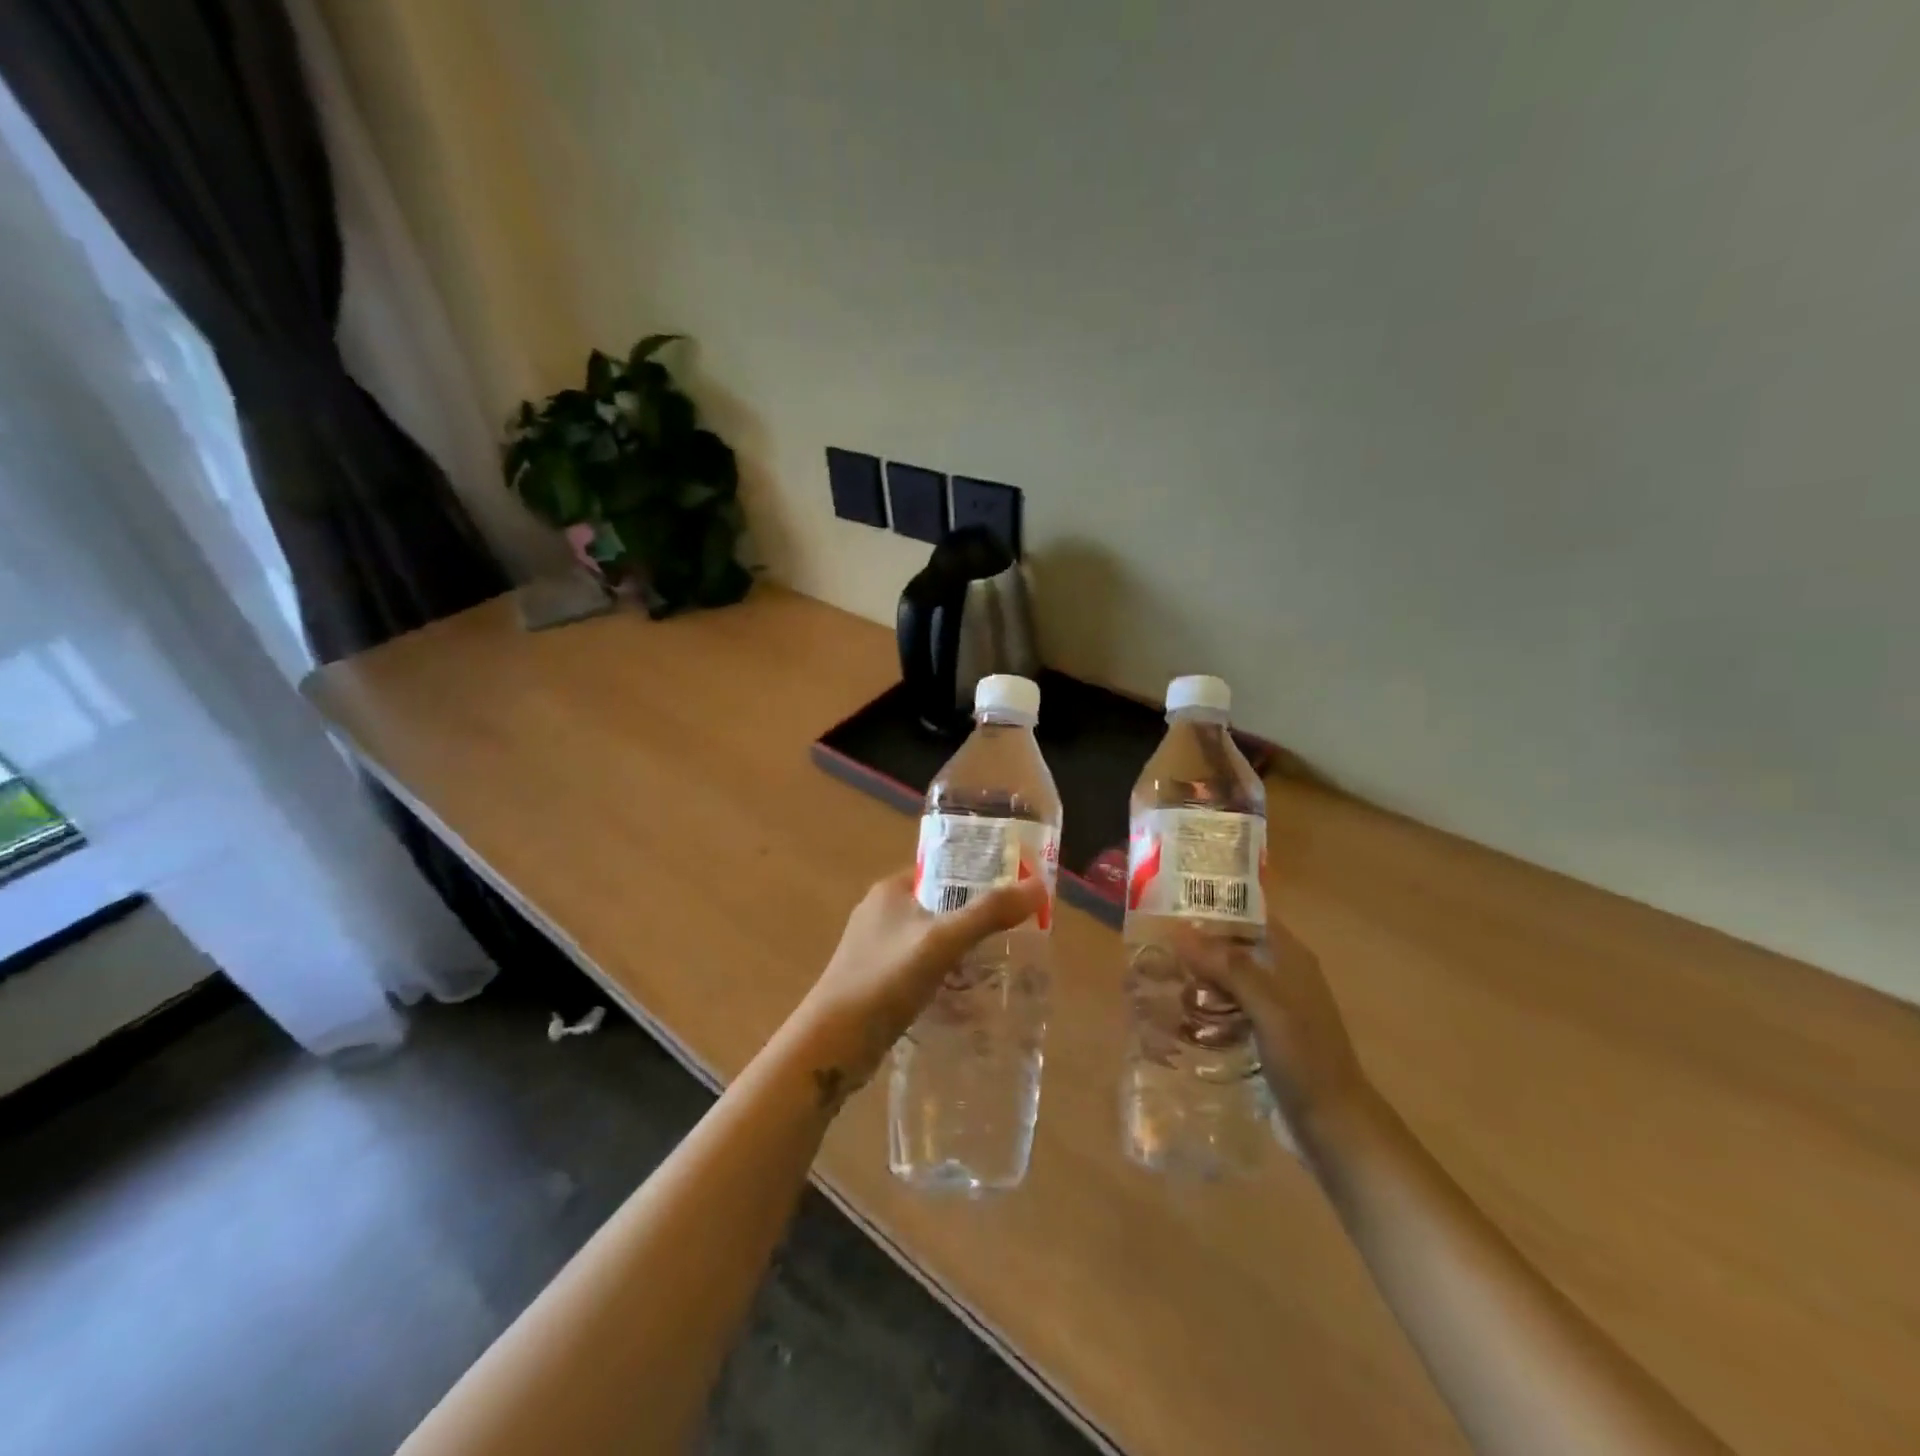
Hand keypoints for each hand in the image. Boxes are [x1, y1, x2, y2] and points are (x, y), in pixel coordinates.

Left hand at [795, 867, 1046, 1097]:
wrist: (831, 1046)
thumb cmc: (883, 980)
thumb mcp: (941, 941)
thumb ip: (988, 913)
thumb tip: (1039, 884)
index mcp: (891, 890)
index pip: (943, 870)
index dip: (979, 876)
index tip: (1016, 893)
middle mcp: (882, 914)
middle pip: (943, 908)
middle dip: (977, 922)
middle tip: (1018, 936)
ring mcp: (877, 951)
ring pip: (934, 944)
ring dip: (964, 955)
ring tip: (1004, 970)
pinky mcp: (878, 985)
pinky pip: (923, 974)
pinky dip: (947, 982)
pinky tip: (971, 1003)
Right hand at [1175, 913, 1367, 1134]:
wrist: (1334, 1125)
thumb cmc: (1305, 1059)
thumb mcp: (1268, 1007)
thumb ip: (1229, 967)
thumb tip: (1179, 931)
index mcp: (1291, 957)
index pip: (1248, 914)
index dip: (1213, 907)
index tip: (1170, 906)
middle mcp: (1282, 974)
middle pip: (1233, 946)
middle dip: (1197, 945)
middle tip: (1153, 945)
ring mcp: (1273, 1006)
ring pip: (1227, 978)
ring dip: (1197, 976)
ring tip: (1156, 976)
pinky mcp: (1263, 1034)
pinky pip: (1227, 1007)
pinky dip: (1205, 1005)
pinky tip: (1177, 1013)